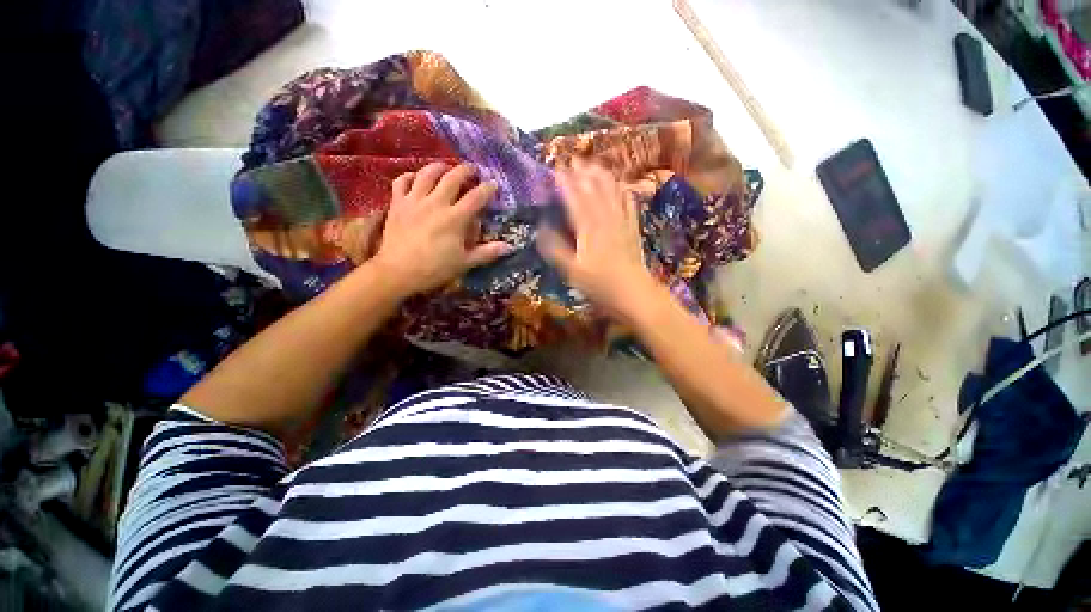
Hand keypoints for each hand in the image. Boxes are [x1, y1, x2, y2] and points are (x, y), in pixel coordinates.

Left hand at [371, 162, 512, 297]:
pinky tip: (416, 178)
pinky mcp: (397, 203)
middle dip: (465, 171)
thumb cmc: (435, 269)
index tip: (494, 184)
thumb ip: (487, 252)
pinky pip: (402, 181)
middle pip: (452, 178)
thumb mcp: (465, 262)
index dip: (487, 189)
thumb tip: (510, 247)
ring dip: (439, 167)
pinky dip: (410, 176)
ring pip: (427, 174)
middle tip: (472, 169)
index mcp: (455, 218)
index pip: (475, 197)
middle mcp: (436, 203)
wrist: (398, 272)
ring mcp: (414, 201)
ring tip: (446, 167)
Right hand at [537, 159, 658, 322]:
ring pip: (612, 192)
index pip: (574, 198)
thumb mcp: (571, 271)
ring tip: (594, 164)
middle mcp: (605, 219)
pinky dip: (623, 190)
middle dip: (582, 173)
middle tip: (574, 159)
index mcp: (588, 228)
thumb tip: (541, 228)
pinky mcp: (633, 228)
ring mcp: (621, 222)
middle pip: (593, 190)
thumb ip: (555, 249)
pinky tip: (621, 184)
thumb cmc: (599, 285)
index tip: (556, 168)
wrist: (633, 293)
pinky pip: (628, 203)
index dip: (565, 182)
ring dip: (602, 176)